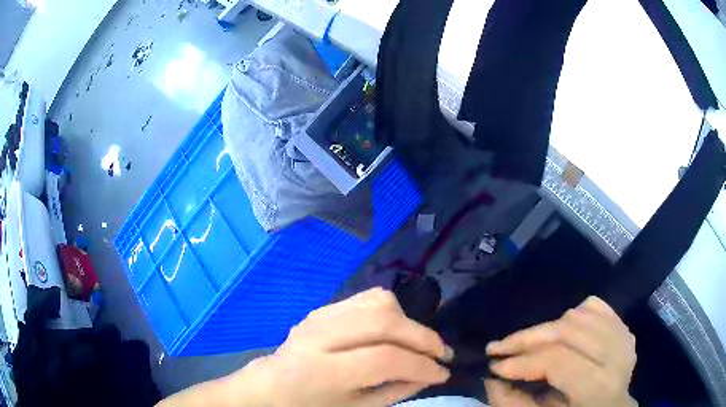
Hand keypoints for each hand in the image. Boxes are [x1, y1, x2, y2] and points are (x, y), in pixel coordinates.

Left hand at [237, 288, 450, 406]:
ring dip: (409, 322)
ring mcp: (319, 316)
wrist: (271, 386)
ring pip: (378, 302)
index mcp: (322, 372)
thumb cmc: (311, 406)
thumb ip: (395, 391)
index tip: (443, 373)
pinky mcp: (323, 308)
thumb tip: (431, 373)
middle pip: (384, 321)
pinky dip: (391, 312)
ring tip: (418, 344)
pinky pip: (367, 298)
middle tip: (441, 354)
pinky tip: (394, 332)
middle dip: (423, 337)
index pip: (384, 359)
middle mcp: (319, 336)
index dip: (422, 365)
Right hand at [484, 296, 636, 406]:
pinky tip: (562, 332)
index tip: (494, 364)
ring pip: (579, 314)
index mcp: (598, 387)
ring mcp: (623, 336)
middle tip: (499, 346)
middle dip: (527, 337)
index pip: (558, 361)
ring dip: (546, 328)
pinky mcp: (623, 327)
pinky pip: (595, 307)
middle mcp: (616, 355)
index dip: (522, 361)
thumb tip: (491, 377)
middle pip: (568, 330)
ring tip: (527, 345)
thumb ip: (514, 403)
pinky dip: (573, 314)